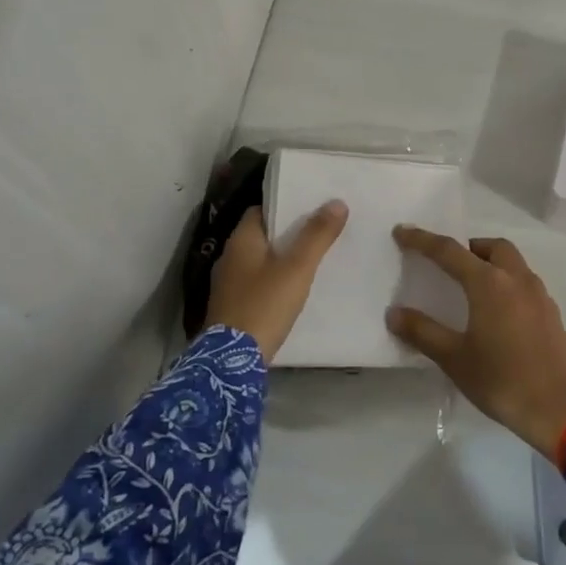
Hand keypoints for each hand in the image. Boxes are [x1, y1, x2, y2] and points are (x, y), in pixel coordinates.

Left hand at [207, 201, 346, 362]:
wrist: (232, 361)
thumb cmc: (264, 305)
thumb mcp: (297, 269)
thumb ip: (317, 236)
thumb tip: (337, 202)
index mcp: (241, 241)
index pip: (261, 210)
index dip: (285, 207)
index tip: (311, 207)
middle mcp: (230, 257)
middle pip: (263, 235)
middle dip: (288, 233)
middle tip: (320, 230)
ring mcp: (228, 285)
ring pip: (261, 261)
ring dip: (282, 258)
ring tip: (313, 258)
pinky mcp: (232, 307)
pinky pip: (257, 283)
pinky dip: (275, 280)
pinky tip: (294, 288)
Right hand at [388, 227, 565, 456]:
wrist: (557, 410)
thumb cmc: (500, 380)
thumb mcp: (454, 358)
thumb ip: (422, 332)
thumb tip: (394, 313)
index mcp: (489, 283)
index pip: (450, 251)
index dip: (423, 240)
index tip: (402, 231)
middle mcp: (517, 279)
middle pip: (492, 247)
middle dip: (469, 247)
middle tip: (450, 265)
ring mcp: (539, 295)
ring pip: (514, 263)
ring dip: (492, 264)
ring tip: (473, 288)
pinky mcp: (552, 314)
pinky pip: (526, 284)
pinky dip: (508, 285)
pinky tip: (499, 314)